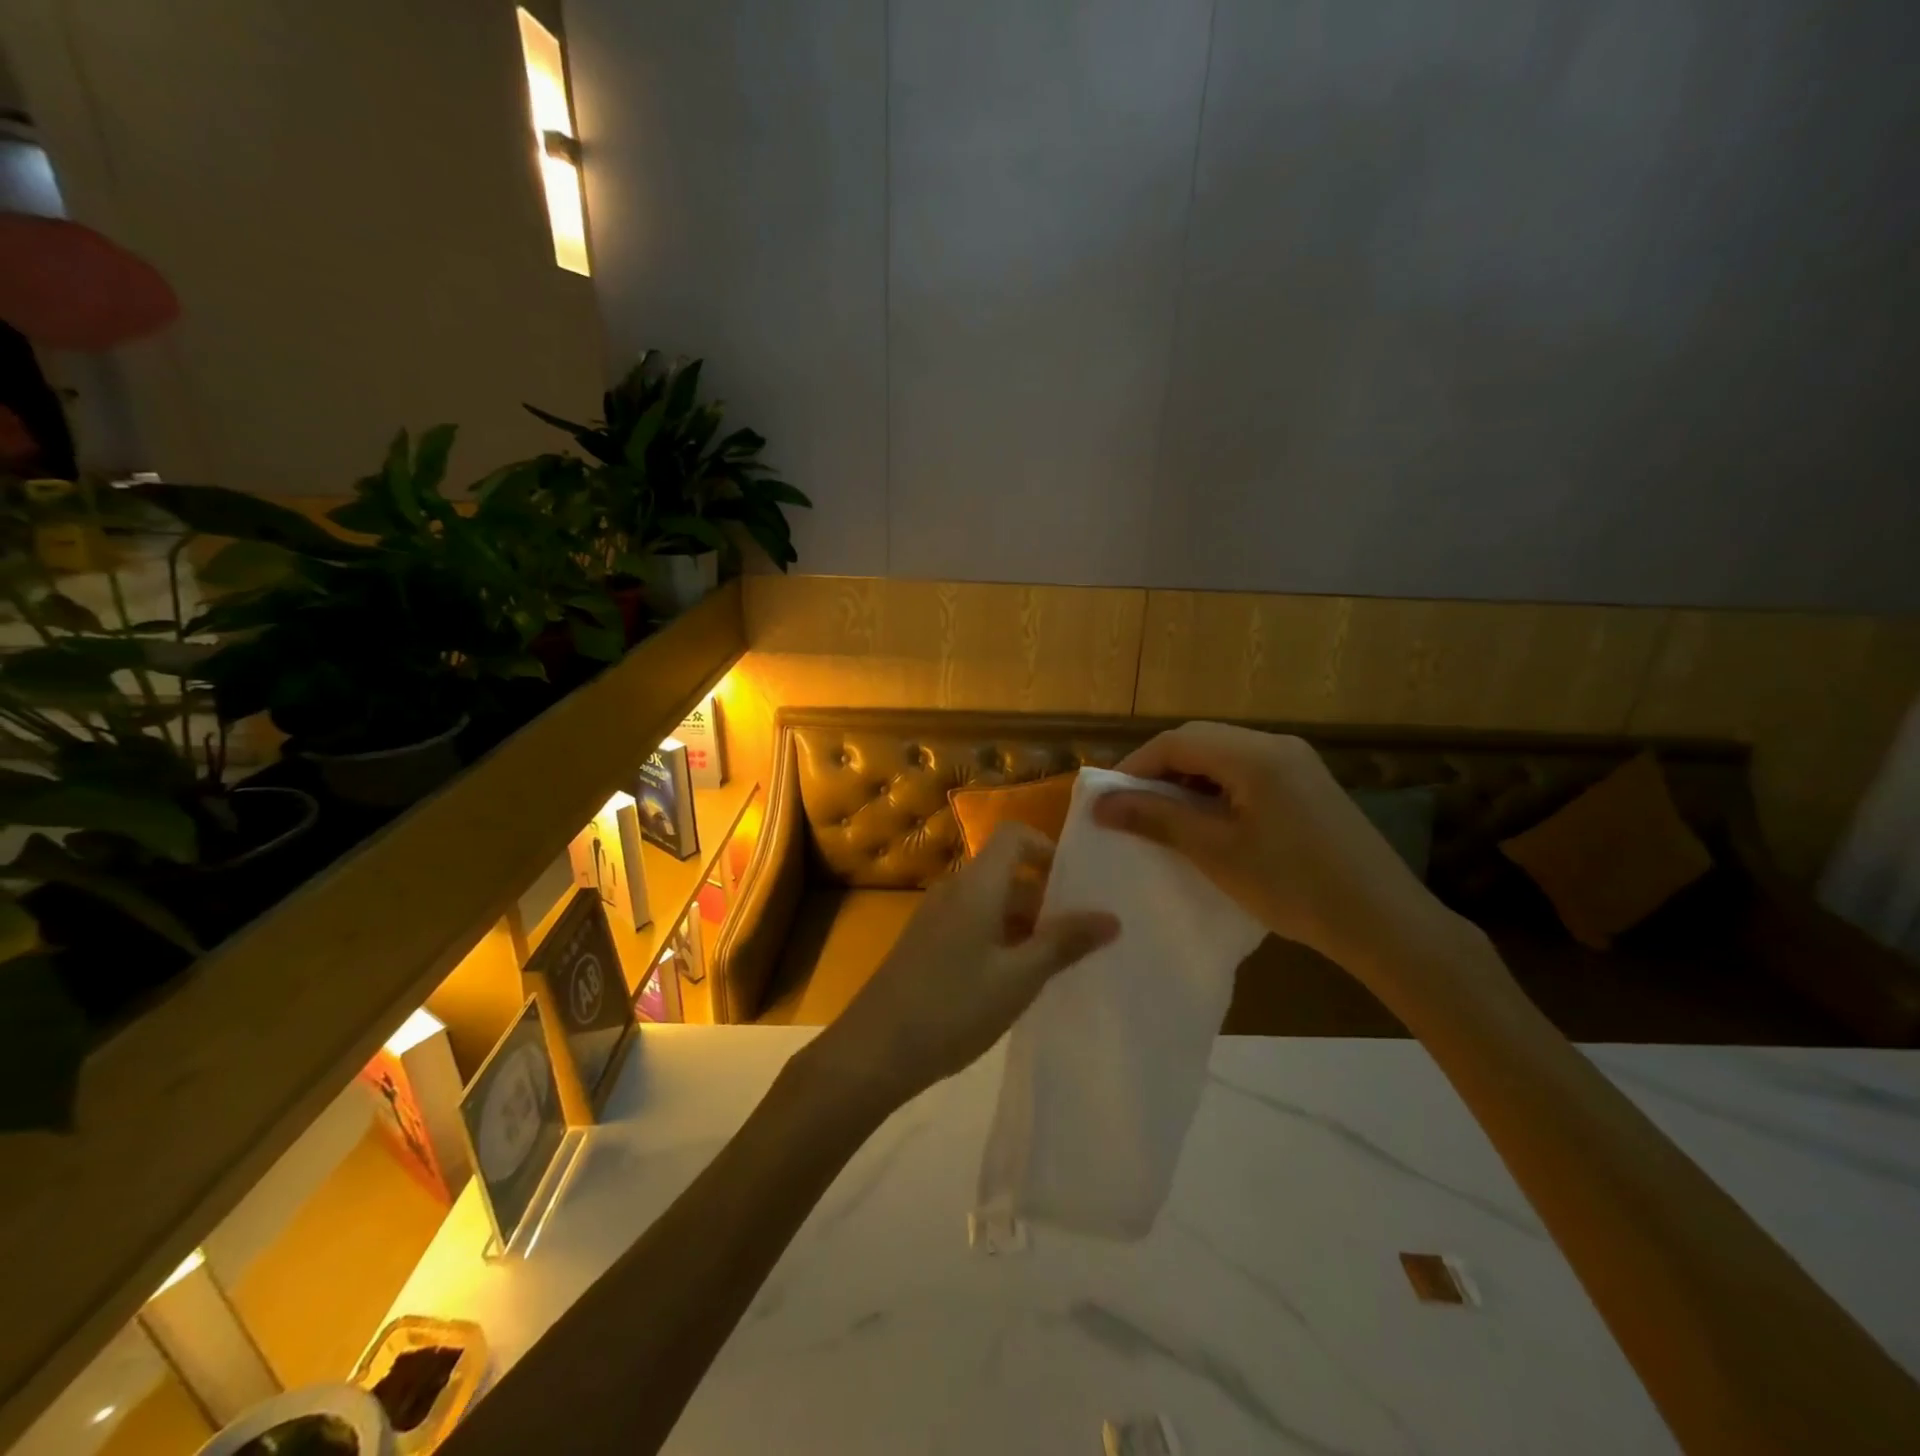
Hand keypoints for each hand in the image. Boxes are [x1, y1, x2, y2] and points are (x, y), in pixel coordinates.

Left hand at [801, 824, 1118, 1108]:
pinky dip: (1000, 940)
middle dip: (1046, 898)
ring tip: (1057, 965)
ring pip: (991, 903)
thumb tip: (1111, 916)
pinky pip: (973, 924)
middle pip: (1006, 872)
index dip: (1048, 849)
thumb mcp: (1019, 978)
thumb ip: (1064, 943)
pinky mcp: (926, 944)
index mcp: (976, 885)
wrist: (873, 1051)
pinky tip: (1016, 982)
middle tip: (1083, 937)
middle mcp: (954, 890)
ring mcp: (936, 917)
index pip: (1014, 835)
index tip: (1078, 887)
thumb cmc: (953, 1007)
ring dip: (1025, 924)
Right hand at [1092, 721, 1474, 976]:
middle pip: (1200, 741)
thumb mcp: (1216, 852)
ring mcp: (1298, 763)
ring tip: (1164, 819)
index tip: (1108, 800)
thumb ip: (1156, 819)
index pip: (1177, 741)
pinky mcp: (1308, 784)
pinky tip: (1209, 823)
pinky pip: (1247, 772)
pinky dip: (1216, 790)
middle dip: (1159, 771)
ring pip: (1223, 756)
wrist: (1384, 921)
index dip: (1135, 766)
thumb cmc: (1293, 886)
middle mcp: (1277, 745)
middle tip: (1131, 809)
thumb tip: (1101, 805)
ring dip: (1187, 780)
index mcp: (1254, 754)